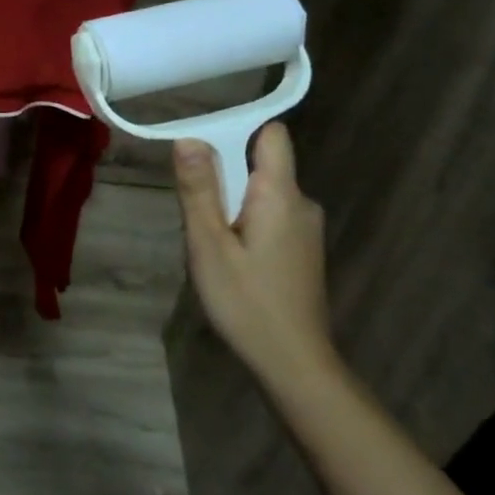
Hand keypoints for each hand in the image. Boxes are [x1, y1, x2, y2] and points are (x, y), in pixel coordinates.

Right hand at [174, 123, 338, 389]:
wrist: (293, 362)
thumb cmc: (246, 301)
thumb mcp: (209, 244)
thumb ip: (199, 189)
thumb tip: (188, 138)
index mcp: (281, 195)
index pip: (272, 135)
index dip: (237, 132)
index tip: (201, 152)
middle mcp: (302, 203)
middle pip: (260, 166)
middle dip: (223, 177)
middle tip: (195, 215)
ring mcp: (306, 229)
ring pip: (262, 195)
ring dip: (231, 205)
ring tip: (208, 243)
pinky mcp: (302, 251)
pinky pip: (269, 217)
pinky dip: (245, 224)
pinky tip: (229, 260)